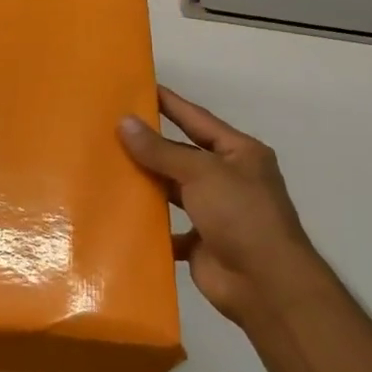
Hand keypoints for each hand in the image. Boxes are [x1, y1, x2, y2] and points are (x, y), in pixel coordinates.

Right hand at [119, 87, 323, 327]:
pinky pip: (168, 228)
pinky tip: (120, 215)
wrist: (264, 283)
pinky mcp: (200, 242)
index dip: (170, 103)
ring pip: (173, 191)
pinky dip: (149, 225)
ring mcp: (215, 212)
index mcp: (239, 154)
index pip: (198, 119)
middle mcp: (228, 179)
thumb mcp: (202, 173)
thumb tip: (124, 122)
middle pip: (182, 155)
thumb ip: (161, 150)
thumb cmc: (241, 215)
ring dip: (147, 183)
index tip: (140, 88)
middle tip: (110, 129)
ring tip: (107, 168)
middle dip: (150, 146)